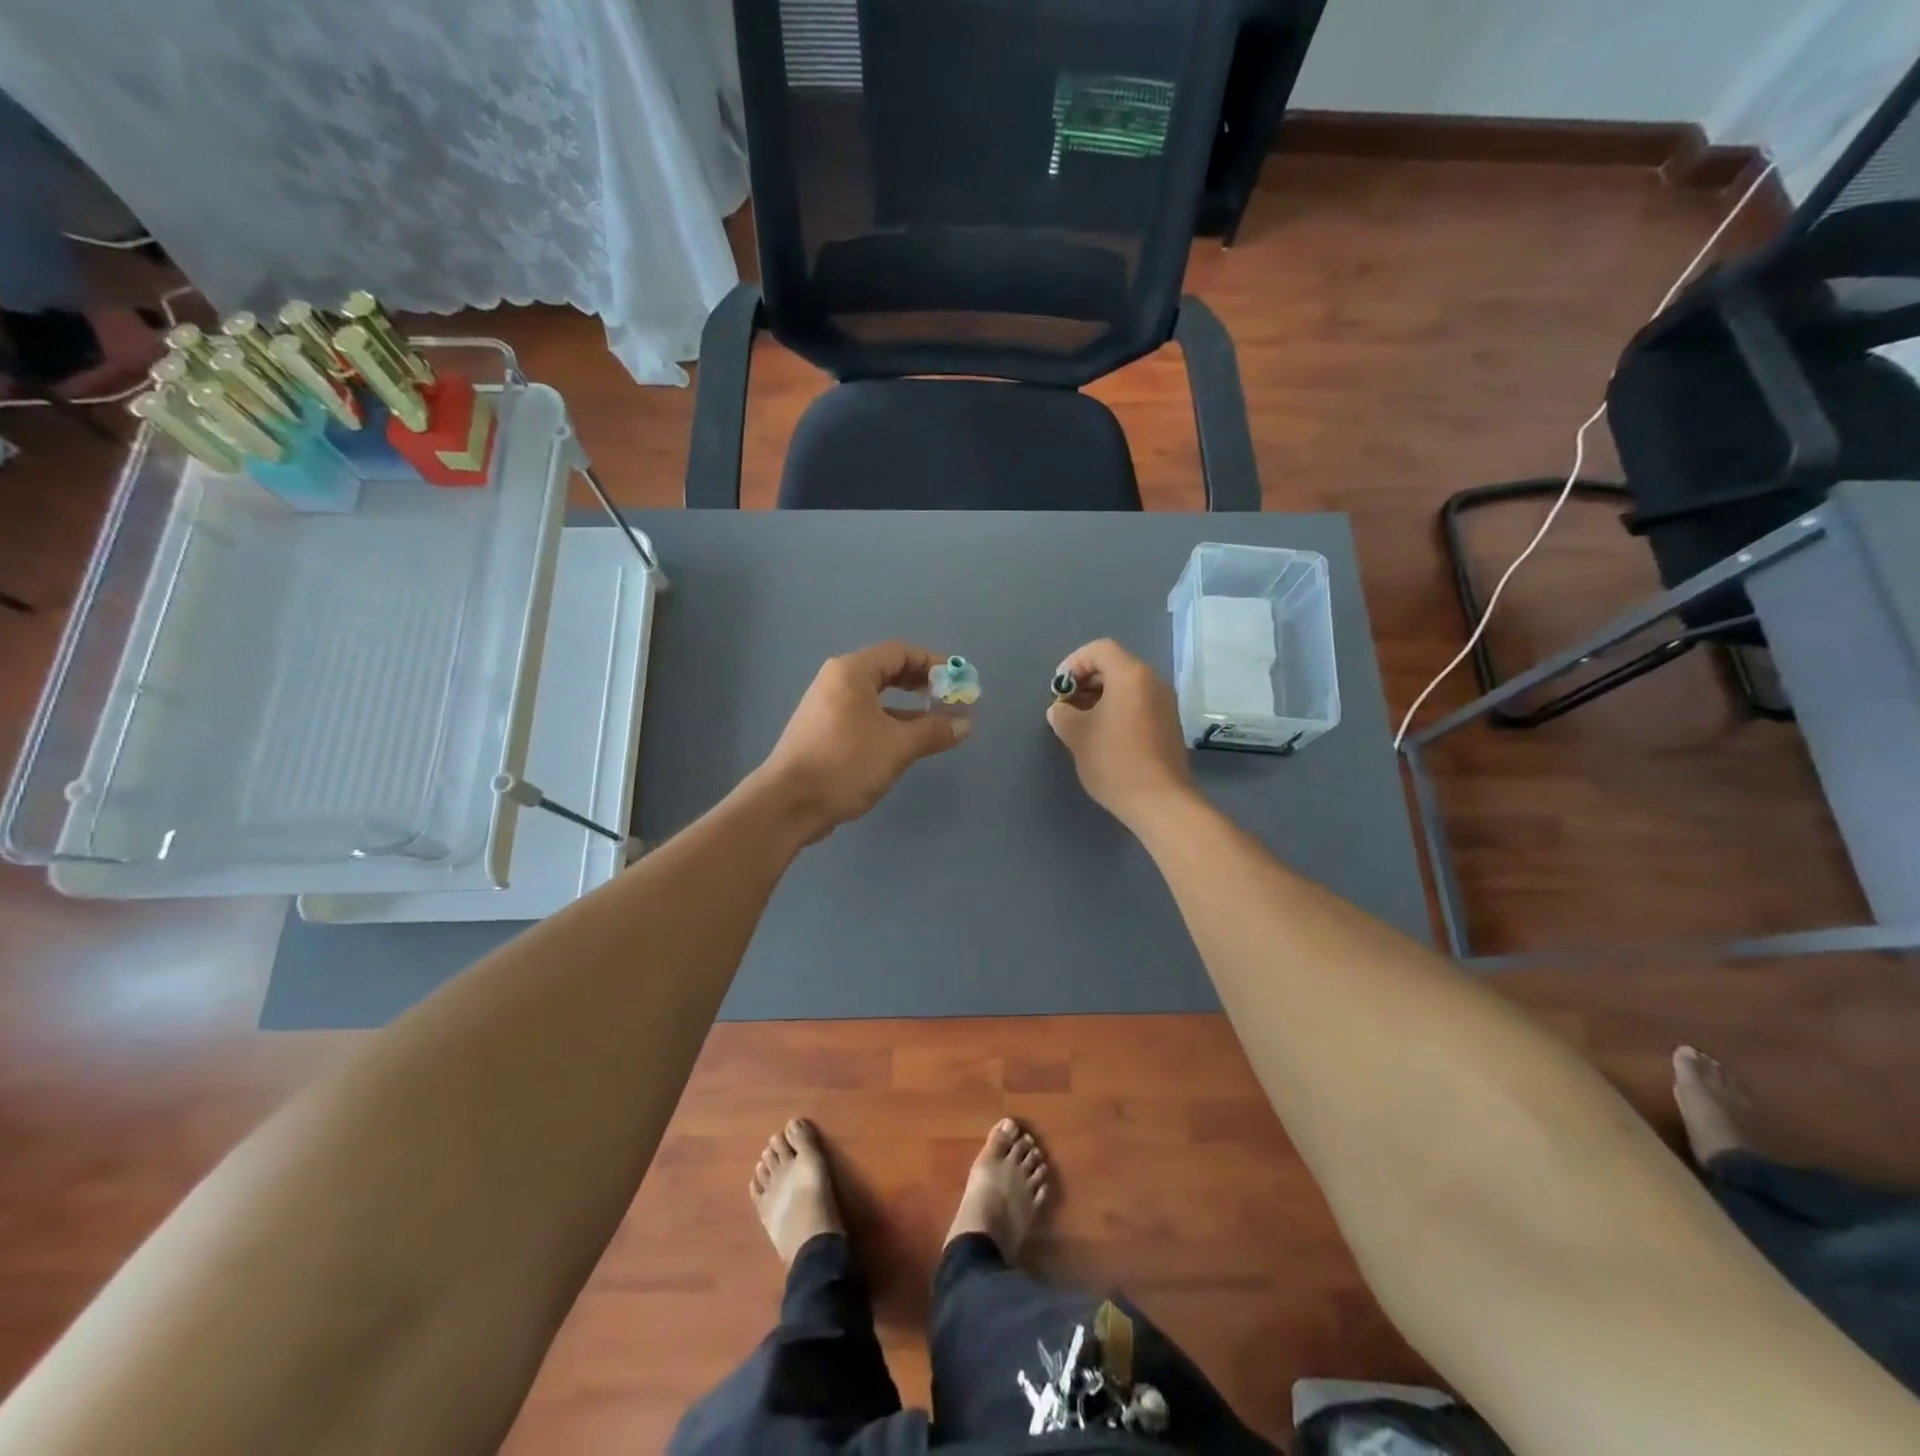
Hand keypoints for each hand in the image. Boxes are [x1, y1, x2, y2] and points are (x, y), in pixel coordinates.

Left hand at [754, 642, 970, 842]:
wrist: (789, 803)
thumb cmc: (845, 763)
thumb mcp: (898, 746)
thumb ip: (934, 731)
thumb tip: (966, 723)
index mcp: (851, 672)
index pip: (899, 653)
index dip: (933, 663)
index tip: (959, 681)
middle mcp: (836, 682)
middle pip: (887, 671)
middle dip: (922, 684)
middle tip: (949, 700)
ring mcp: (827, 707)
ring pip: (876, 697)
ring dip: (908, 708)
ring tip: (936, 724)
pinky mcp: (824, 732)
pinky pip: (864, 716)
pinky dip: (889, 722)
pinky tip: (906, 743)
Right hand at [1046, 639, 1192, 829]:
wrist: (1160, 801)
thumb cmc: (1115, 761)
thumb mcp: (1077, 735)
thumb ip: (1062, 715)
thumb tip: (1060, 709)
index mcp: (1130, 675)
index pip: (1099, 649)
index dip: (1073, 663)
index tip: (1059, 689)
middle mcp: (1152, 681)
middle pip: (1114, 665)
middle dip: (1085, 681)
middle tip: (1066, 706)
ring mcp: (1164, 702)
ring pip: (1126, 685)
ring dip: (1100, 696)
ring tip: (1080, 722)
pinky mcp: (1169, 723)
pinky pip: (1138, 702)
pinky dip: (1117, 708)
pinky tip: (1102, 735)